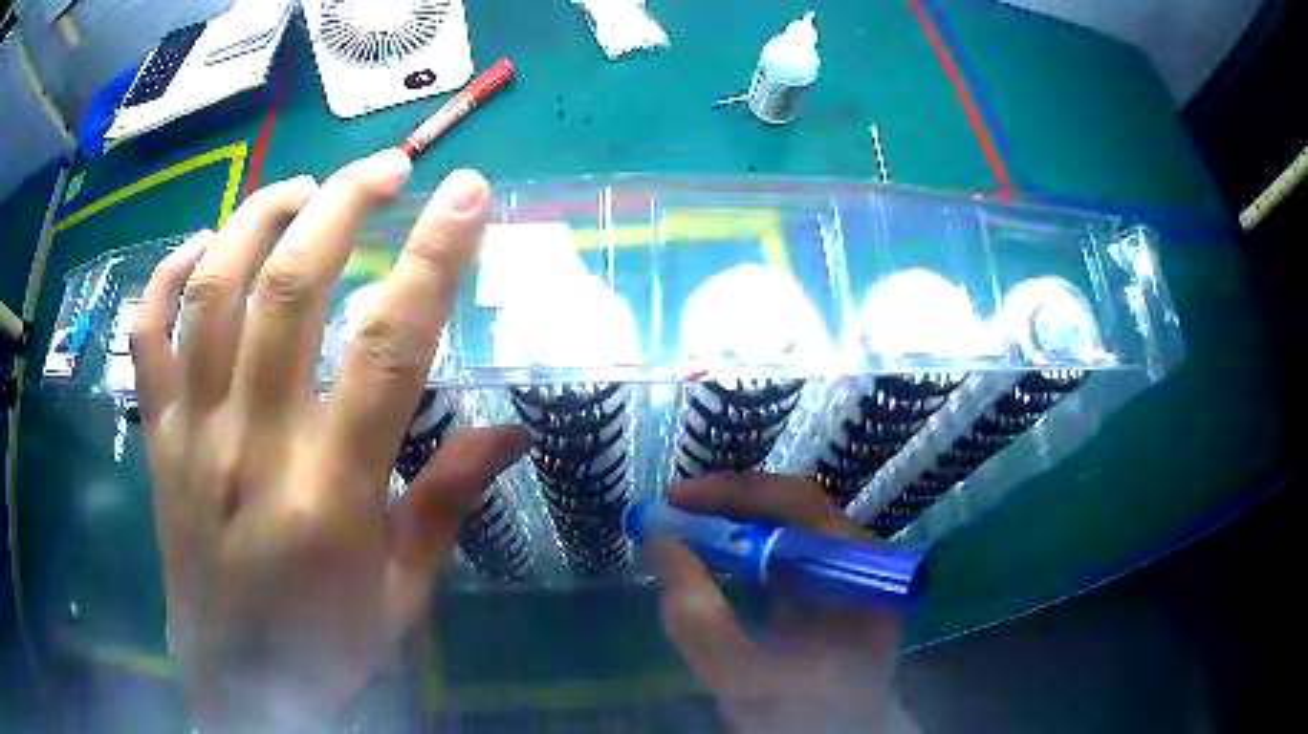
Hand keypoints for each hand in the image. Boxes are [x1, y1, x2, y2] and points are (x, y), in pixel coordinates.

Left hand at [131, 150, 527, 728]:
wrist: (242, 690)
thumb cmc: (327, 646)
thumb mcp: (404, 593)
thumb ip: (446, 503)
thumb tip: (513, 435)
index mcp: (331, 492)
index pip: (392, 344)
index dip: (435, 255)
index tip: (468, 192)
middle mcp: (253, 444)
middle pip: (291, 288)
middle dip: (344, 204)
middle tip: (383, 167)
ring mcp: (191, 435)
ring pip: (212, 291)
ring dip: (258, 218)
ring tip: (298, 189)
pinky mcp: (155, 441)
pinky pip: (148, 335)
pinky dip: (169, 275)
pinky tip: (202, 246)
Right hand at [648, 473, 916, 732]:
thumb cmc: (800, 716)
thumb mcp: (742, 676)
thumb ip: (698, 616)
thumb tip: (659, 542)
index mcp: (861, 574)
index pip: (801, 506)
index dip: (734, 494)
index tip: (676, 500)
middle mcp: (863, 561)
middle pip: (794, 511)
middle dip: (727, 508)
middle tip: (670, 513)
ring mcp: (850, 573)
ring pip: (787, 528)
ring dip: (732, 525)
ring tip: (682, 529)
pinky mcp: (832, 587)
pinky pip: (784, 552)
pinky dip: (742, 550)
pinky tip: (710, 557)